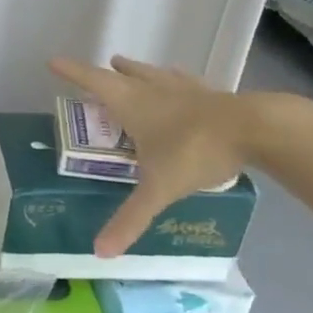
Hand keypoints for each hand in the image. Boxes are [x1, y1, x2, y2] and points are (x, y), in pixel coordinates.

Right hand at [48, 55, 254, 256]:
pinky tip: (183, 86)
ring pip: (157, 74)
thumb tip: (100, 251)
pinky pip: (187, 84)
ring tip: (132, 69)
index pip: (94, 82)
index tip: (54, 62)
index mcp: (134, 104)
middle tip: (103, 68)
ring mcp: (187, 90)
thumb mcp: (158, 188)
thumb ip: (130, 218)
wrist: (259, 130)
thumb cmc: (195, 151)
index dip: (72, 72)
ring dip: (142, 71)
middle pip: (126, 74)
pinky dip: (177, 83)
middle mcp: (156, 90)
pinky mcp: (215, 96)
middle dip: (110, 72)